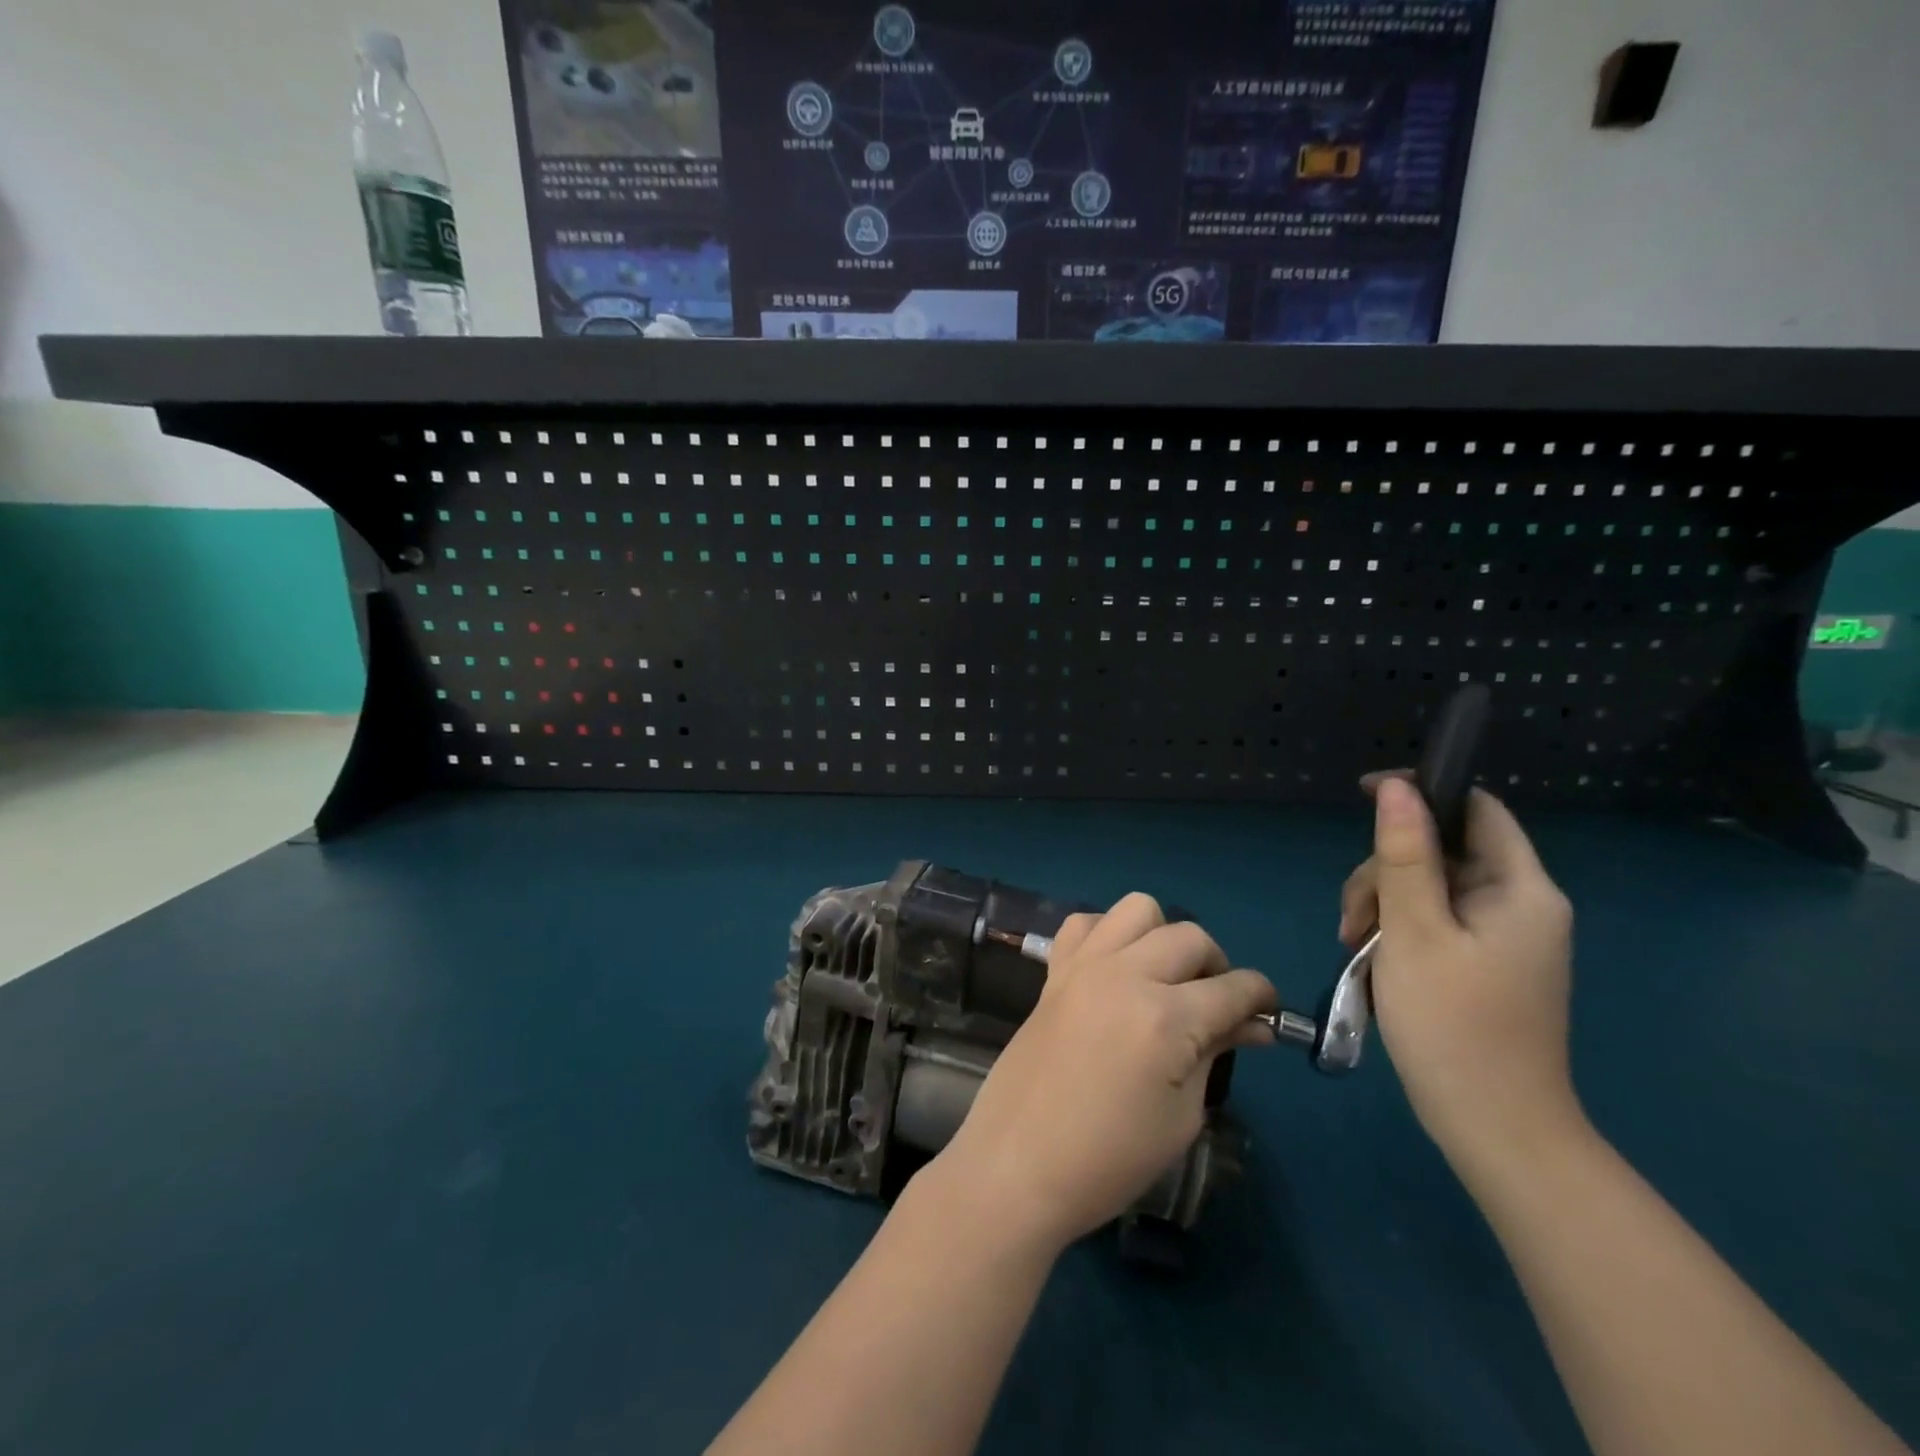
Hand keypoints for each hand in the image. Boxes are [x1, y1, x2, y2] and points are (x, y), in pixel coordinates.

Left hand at [930, 895, 1276, 1255]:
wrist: (1018, 1162)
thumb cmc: (1109, 1159)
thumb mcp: (1180, 1117)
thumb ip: (1214, 1054)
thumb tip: (1251, 1025)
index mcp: (1165, 1017)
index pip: (1233, 988)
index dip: (1261, 996)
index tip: (1268, 1011)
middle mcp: (1125, 974)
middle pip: (1190, 937)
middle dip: (1217, 964)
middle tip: (1216, 1005)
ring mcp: (1084, 966)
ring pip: (1137, 909)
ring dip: (1163, 935)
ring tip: (1164, 977)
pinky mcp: (1053, 970)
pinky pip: (1084, 923)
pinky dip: (1108, 934)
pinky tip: (1113, 969)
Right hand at [1339, 776, 1584, 1177]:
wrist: (1496, 1129)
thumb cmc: (1454, 1024)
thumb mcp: (1414, 930)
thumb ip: (1404, 854)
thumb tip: (1396, 786)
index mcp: (1521, 889)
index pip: (1475, 808)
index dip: (1422, 791)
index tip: (1364, 796)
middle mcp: (1520, 904)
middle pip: (1442, 851)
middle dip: (1385, 869)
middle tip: (1351, 919)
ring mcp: (1503, 937)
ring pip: (1429, 887)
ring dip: (1382, 903)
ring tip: (1353, 946)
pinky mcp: (1484, 963)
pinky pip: (1433, 921)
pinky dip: (1397, 930)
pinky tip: (1373, 959)